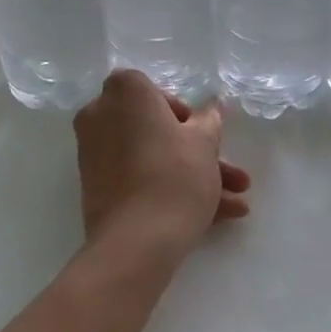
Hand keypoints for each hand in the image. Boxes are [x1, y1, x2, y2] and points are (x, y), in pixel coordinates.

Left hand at [73, 71, 250, 257]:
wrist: (136, 241)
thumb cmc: (174, 176)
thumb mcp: (204, 143)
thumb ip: (209, 119)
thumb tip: (211, 105)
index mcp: (124, 93)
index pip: (152, 90)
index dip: (180, 111)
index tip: (201, 134)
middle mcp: (100, 115)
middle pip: (153, 128)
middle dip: (196, 152)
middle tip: (230, 174)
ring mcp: (94, 153)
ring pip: (150, 157)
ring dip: (192, 176)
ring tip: (236, 204)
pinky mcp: (96, 187)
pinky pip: (137, 178)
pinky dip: (168, 190)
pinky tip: (215, 218)